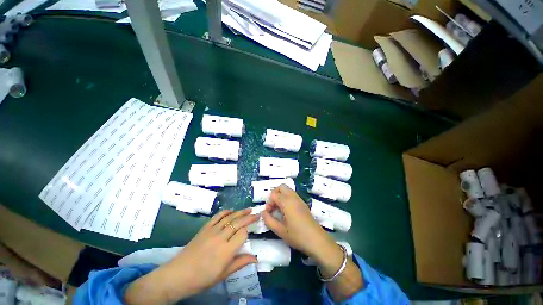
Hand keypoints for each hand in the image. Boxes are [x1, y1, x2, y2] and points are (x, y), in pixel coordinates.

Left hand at [125, 209, 258, 303]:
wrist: (177, 275)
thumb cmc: (202, 279)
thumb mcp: (223, 275)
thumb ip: (240, 263)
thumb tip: (255, 258)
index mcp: (226, 251)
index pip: (242, 234)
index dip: (248, 230)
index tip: (252, 229)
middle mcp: (220, 237)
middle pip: (238, 222)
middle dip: (249, 217)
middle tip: (256, 214)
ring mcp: (211, 231)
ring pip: (229, 217)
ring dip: (240, 212)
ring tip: (248, 209)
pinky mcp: (204, 229)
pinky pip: (217, 217)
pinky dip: (225, 212)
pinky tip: (231, 210)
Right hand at [261, 184, 338, 261]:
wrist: (317, 241)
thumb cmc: (298, 236)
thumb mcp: (280, 230)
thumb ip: (269, 220)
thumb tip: (263, 213)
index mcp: (287, 202)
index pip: (274, 194)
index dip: (269, 203)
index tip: (269, 213)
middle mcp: (293, 197)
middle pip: (281, 187)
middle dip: (274, 194)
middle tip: (273, 207)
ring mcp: (299, 199)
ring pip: (287, 190)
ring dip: (281, 196)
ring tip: (279, 209)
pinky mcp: (303, 203)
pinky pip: (292, 195)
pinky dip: (286, 198)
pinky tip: (286, 211)